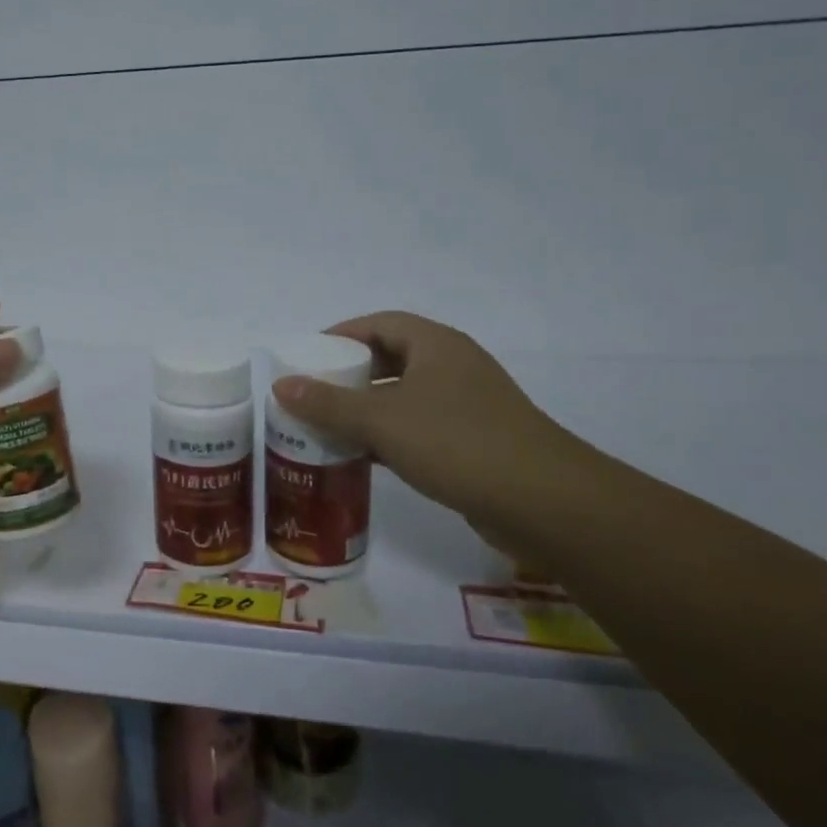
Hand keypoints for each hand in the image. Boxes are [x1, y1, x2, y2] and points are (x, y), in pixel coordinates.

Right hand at [270, 311, 581, 524]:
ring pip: (405, 397)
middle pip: (392, 358)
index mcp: (436, 346)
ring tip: (328, 426)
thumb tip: (281, 385)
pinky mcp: (475, 442)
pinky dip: (390, 436)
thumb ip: (328, 403)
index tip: (308, 355)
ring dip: (368, 409)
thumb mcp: (382, 420)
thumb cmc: (457, 443)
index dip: (342, 334)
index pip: (381, 323)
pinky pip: (420, 428)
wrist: (544, 502)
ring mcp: (468, 406)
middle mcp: (454, 367)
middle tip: (313, 393)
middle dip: (351, 374)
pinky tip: (364, 457)